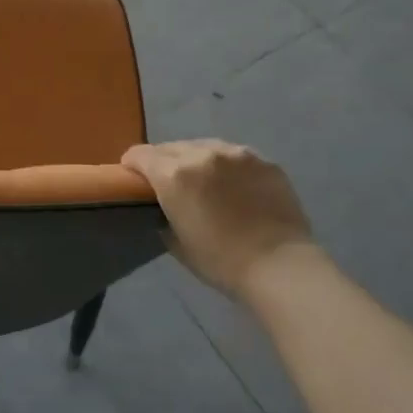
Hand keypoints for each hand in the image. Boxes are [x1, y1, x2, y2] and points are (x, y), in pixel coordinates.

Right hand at [122, 139, 314, 298]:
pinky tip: (235, 187)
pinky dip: (227, 167)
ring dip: (196, 159)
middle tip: (169, 183)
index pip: (140, 154)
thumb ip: (163, 215)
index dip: (131, 164)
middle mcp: (202, 154)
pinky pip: (235, 156)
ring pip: (204, 146)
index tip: (133, 177)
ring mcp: (236, 154)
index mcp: (174, 175)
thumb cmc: (220, 261)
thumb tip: (163, 208)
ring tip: (205, 181)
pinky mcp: (264, 161)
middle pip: (171, 147)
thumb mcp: (176, 242)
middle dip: (164, 162)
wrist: (280, 266)